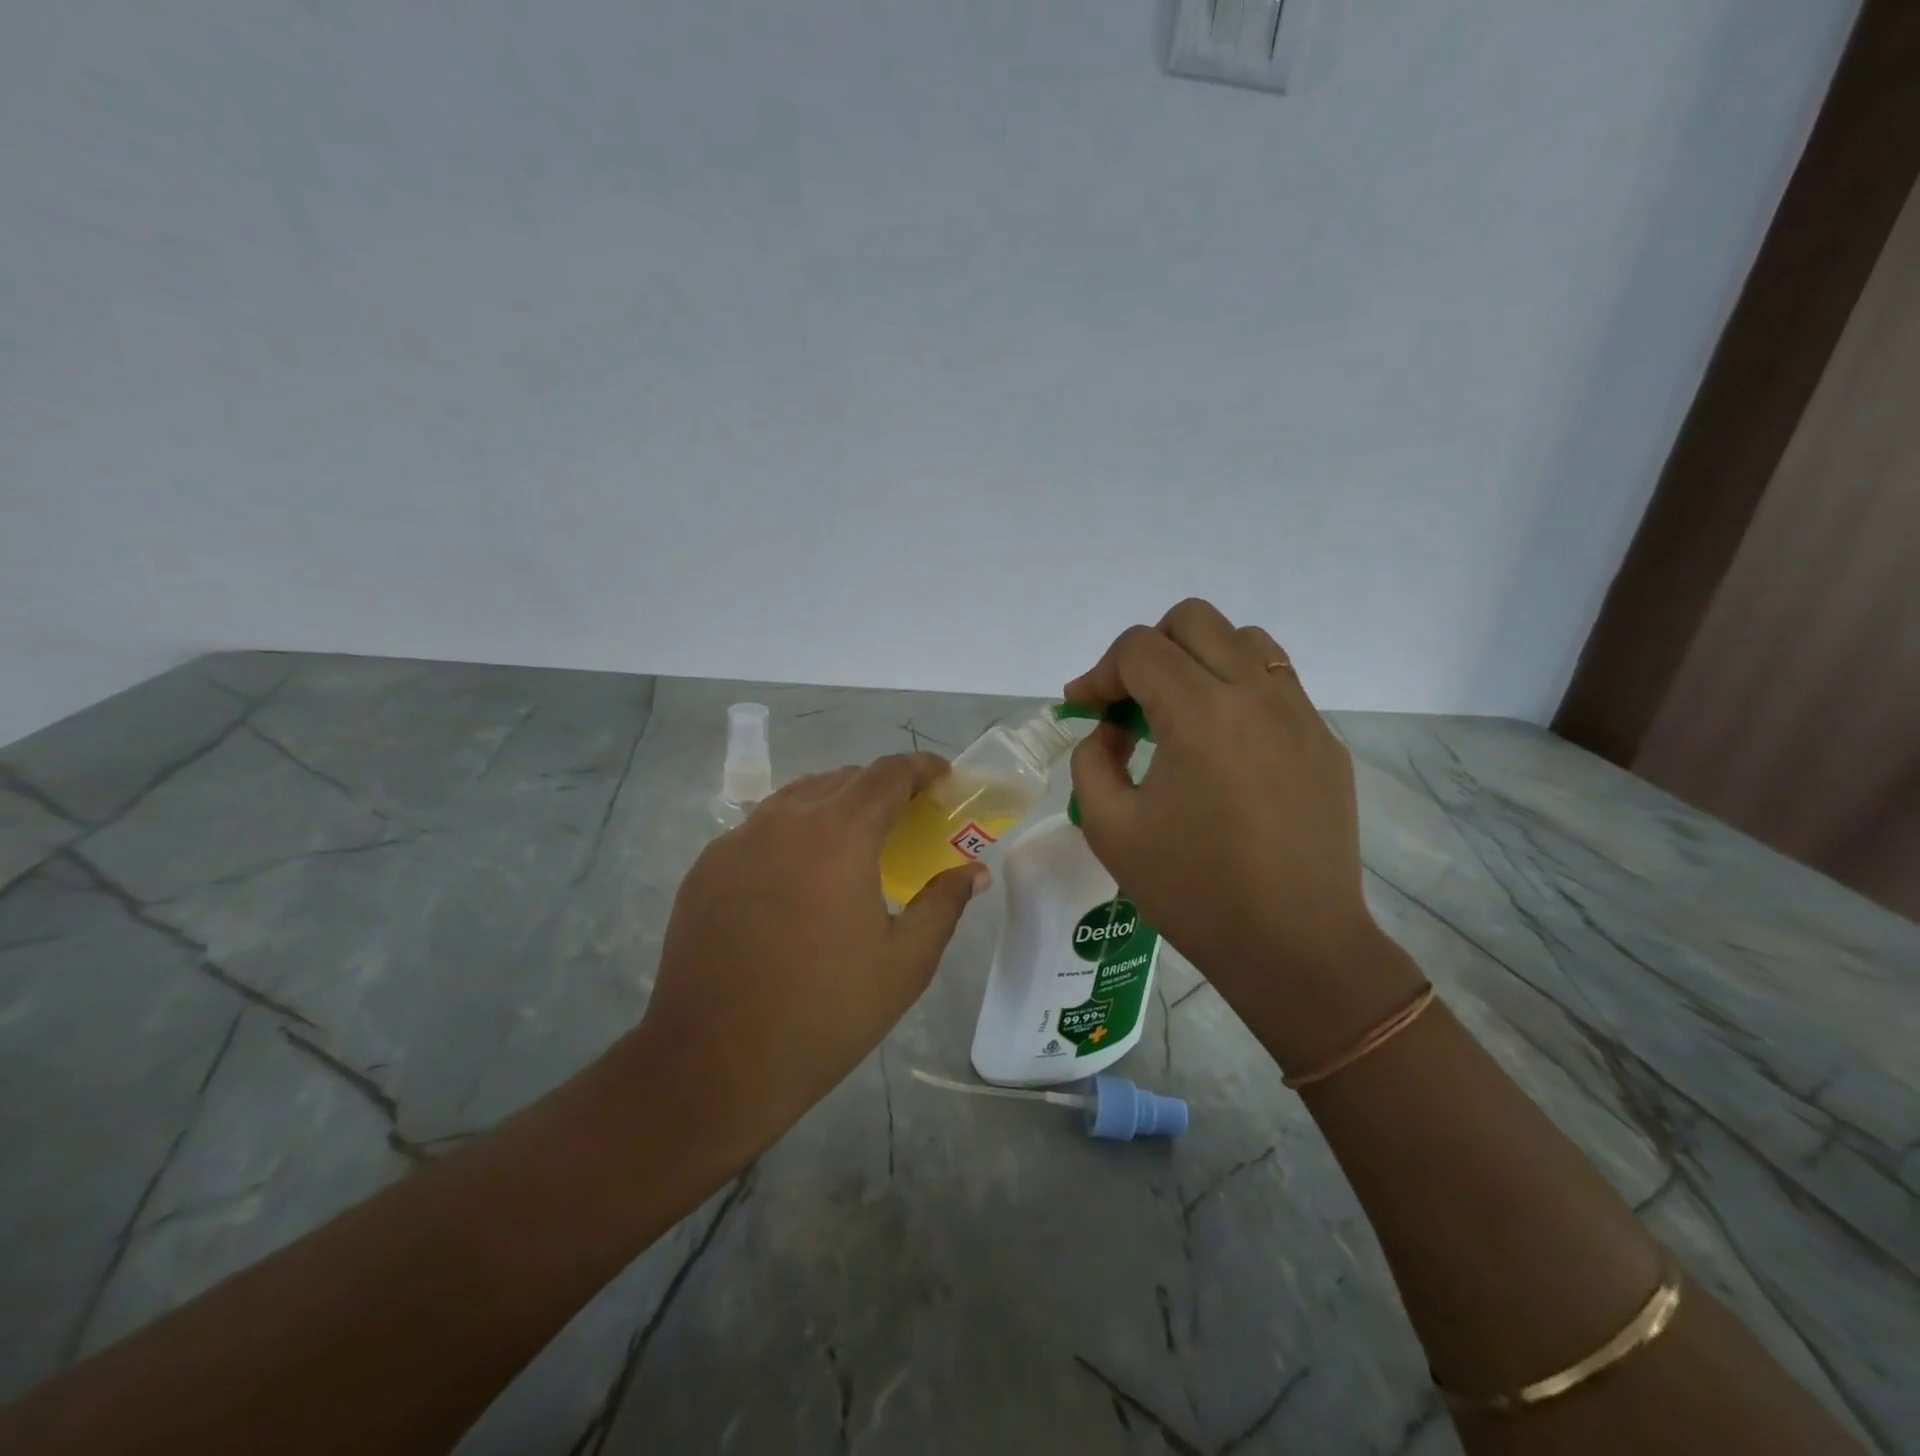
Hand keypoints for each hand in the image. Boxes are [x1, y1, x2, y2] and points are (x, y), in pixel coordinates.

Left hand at [622, 753, 987, 1173]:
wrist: (713, 1065)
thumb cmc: (824, 1013)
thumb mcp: (905, 963)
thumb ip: (944, 904)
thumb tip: (974, 871)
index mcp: (838, 835)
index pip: (887, 774)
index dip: (921, 767)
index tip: (944, 779)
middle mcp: (783, 821)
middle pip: (842, 779)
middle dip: (881, 788)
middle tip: (906, 821)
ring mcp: (736, 841)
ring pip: (797, 798)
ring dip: (835, 805)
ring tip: (855, 843)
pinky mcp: (706, 868)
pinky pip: (760, 829)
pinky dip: (793, 833)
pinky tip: (799, 879)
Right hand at [1064, 599, 1422, 1069]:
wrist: (1295, 948)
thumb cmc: (1193, 892)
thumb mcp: (1110, 828)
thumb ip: (1093, 760)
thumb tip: (1111, 729)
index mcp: (1200, 713)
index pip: (1139, 648)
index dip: (1100, 672)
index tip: (1083, 707)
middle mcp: (1256, 695)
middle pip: (1194, 620)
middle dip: (1148, 649)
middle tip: (1129, 701)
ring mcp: (1300, 714)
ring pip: (1245, 640)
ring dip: (1199, 660)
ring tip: (1180, 713)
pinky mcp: (1324, 741)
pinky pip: (1276, 684)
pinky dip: (1237, 691)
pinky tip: (1224, 748)